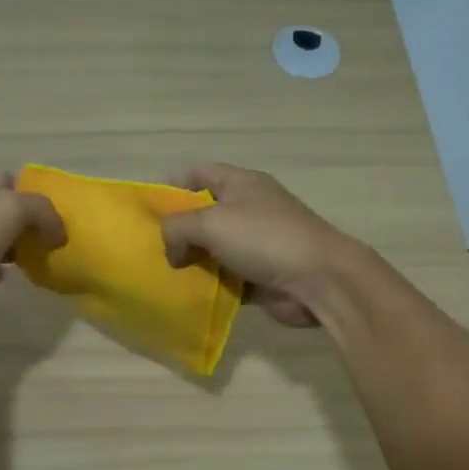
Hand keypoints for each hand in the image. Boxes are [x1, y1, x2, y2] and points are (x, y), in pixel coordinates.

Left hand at [0, 171, 65, 331]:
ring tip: (42, 260)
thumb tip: (58, 232)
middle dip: (29, 225)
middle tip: (55, 242)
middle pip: (4, 211)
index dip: (36, 194)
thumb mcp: (11, 209)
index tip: (59, 217)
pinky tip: (11, 277)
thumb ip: (42, 211)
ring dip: (16, 249)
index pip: (11, 180)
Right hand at [161, 164, 361, 326]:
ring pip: (213, 248)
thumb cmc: (264, 239)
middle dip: (178, 230)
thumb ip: (177, 228)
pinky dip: (209, 285)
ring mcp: (257, 243)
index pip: (199, 173)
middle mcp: (249, 209)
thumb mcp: (210, 222)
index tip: (148, 211)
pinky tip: (187, 295)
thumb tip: (172, 250)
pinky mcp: (261, 274)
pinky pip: (226, 277)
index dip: (172, 187)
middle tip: (151, 248)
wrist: (320, 280)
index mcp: (241, 183)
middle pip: (204, 213)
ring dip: (192, 261)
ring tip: (163, 274)